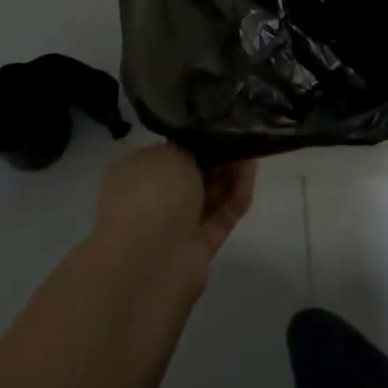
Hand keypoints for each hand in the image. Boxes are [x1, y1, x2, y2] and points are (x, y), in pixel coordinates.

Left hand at [93, 142, 257, 289]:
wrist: (150, 261)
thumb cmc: (152, 193)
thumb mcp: (173, 153)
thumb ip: (193, 146)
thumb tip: (205, 146)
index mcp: (136, 172)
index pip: (170, 150)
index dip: (197, 138)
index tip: (221, 126)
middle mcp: (152, 198)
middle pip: (193, 173)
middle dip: (218, 156)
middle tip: (241, 137)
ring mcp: (174, 226)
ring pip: (209, 195)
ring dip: (230, 174)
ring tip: (252, 151)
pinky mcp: (197, 249)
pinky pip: (220, 217)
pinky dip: (235, 198)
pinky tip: (250, 176)